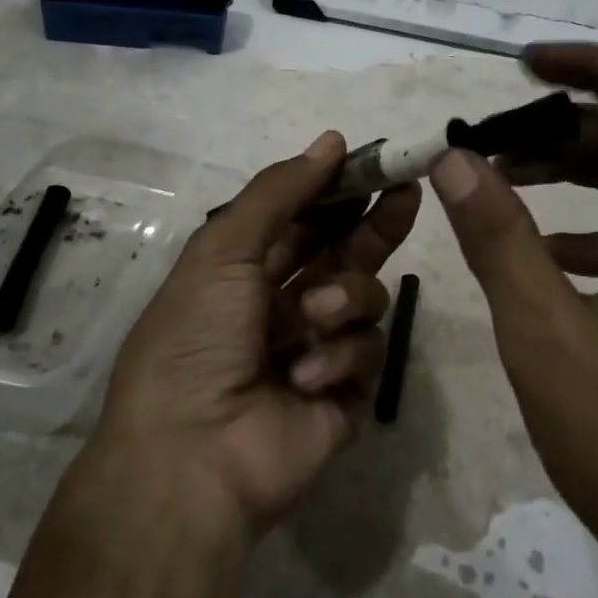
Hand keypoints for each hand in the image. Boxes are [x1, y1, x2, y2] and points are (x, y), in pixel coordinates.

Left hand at [90, 131, 420, 537]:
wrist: (190, 457)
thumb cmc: (196, 339)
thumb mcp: (224, 250)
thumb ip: (279, 192)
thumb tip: (331, 140)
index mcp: (248, 271)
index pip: (305, 219)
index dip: (337, 190)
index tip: (374, 163)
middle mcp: (285, 305)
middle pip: (347, 251)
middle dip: (375, 222)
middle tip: (406, 191)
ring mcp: (319, 349)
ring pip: (364, 297)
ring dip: (345, 297)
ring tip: (314, 316)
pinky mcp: (346, 393)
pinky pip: (367, 352)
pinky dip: (340, 356)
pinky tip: (304, 377)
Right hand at [431, 43, 597, 582]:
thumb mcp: (545, 333)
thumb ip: (498, 235)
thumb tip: (452, 158)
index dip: (588, 66)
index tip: (521, 62)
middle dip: (564, 125)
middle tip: (488, 134)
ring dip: (573, 169)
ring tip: (498, 174)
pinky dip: (591, 222)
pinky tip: (535, 245)